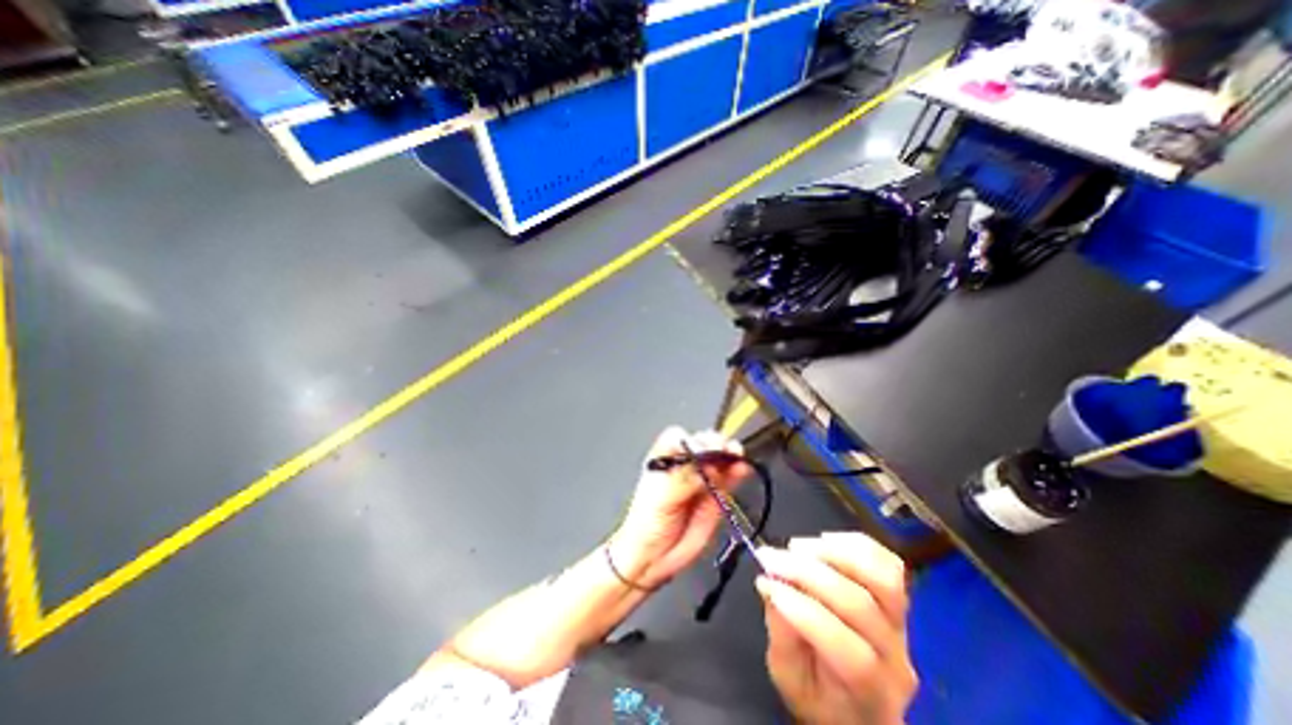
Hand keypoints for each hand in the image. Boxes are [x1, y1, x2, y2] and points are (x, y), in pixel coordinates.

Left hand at [609, 427, 753, 591]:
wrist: (654, 557)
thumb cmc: (647, 523)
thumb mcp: (659, 498)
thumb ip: (682, 479)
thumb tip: (706, 464)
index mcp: (664, 458)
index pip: (679, 437)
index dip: (691, 440)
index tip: (702, 450)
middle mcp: (684, 463)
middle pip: (703, 443)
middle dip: (715, 443)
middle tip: (725, 450)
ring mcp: (702, 477)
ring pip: (719, 458)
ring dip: (730, 454)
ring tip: (737, 456)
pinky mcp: (716, 494)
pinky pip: (729, 477)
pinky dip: (738, 471)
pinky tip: (743, 469)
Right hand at [759, 534, 916, 724]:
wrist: (857, 700)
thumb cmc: (818, 694)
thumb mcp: (788, 678)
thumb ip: (781, 635)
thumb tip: (770, 584)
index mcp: (870, 694)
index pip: (849, 651)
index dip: (804, 611)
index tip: (765, 583)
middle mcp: (895, 657)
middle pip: (860, 606)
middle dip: (807, 573)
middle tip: (771, 557)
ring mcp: (902, 624)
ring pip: (884, 579)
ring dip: (834, 553)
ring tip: (797, 547)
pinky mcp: (898, 597)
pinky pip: (889, 563)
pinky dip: (855, 543)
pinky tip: (824, 540)